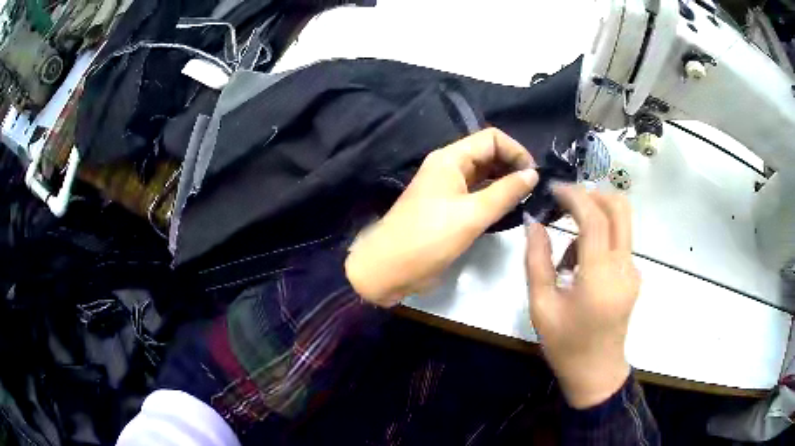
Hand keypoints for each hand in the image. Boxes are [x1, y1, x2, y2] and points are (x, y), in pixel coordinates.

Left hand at [346, 128, 538, 306]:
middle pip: (489, 154)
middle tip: (534, 189)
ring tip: (527, 199)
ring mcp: (449, 189)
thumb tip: (533, 174)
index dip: (516, 151)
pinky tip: (511, 209)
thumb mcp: (472, 214)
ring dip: (506, 183)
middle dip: (513, 166)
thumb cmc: (429, 237)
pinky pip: (478, 195)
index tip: (534, 175)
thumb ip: (505, 192)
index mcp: (450, 158)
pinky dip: (496, 198)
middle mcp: (450, 168)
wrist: (389, 269)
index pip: (491, 138)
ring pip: (485, 176)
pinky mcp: (450, 209)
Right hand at [525, 185, 639, 408]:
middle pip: (620, 208)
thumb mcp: (541, 305)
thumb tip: (533, 223)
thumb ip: (536, 260)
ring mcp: (633, 270)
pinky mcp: (634, 275)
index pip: (595, 219)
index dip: (574, 196)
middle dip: (593, 195)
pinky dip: (599, 238)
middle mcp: (624, 267)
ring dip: (594, 219)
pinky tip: (580, 267)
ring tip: (567, 253)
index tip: (554, 189)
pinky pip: (619, 242)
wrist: (596, 372)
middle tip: (566, 203)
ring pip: (621, 222)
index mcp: (600, 277)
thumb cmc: (566, 344)